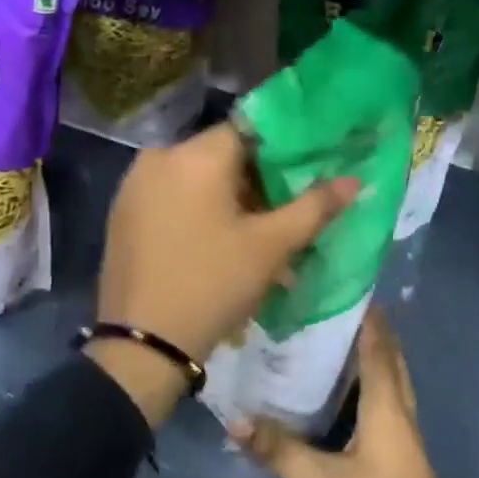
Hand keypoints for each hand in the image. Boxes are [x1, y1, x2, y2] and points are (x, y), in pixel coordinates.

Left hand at [90, 122, 357, 424]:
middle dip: (256, 182)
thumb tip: (355, 181)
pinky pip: (172, 196)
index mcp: (195, 154)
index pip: (249, 131)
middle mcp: (160, 157)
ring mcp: (135, 184)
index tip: (303, 176)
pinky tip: (216, 244)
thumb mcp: (270, 246)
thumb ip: (314, 207)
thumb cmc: (212, 284)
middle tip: (282, 216)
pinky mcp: (123, 212)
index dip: (281, 151)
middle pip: (222, 155)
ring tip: (254, 238)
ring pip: (197, 177)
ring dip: (228, 200)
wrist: (142, 346)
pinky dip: (198, 210)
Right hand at [234, 314, 478, 477]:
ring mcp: (405, 439)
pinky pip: (385, 407)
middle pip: (390, 360)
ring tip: (334, 344)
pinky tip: (344, 401)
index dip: (365, 316)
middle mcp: (401, 413)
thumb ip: (280, 451)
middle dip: (369, 332)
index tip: (343, 286)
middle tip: (333, 310)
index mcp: (387, 406)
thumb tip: (234, 419)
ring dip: (370, 360)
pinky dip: (368, 390)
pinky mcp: (401, 461)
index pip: (378, 346)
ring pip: (390, 384)